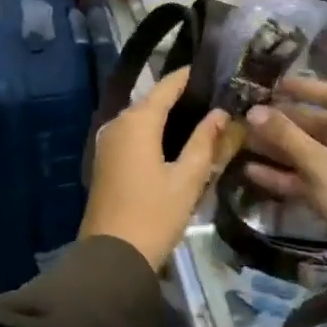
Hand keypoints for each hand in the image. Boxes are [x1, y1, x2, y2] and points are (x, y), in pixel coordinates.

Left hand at [81, 67, 229, 270]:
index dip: (189, 76)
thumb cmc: (154, 214)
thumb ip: (204, 142)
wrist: (112, 256)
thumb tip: (220, 113)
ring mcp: (108, 142)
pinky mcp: (106, 160)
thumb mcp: (187, 178)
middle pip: (153, 101)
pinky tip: (176, 142)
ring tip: (202, 118)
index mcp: (137, 121)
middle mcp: (118, 123)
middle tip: (216, 98)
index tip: (214, 70)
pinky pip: (133, 135)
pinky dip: (154, 133)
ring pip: (142, 119)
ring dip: (168, 117)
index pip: (167, 86)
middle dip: (182, 98)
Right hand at [244, 78, 326, 288]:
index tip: (273, 85)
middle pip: (321, 128)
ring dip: (280, 151)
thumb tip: (254, 111)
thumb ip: (288, 138)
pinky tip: (253, 174)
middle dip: (284, 125)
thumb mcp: (324, 168)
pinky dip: (286, 176)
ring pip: (312, 155)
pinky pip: (310, 180)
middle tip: (250, 117)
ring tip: (244, 143)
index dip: (305, 90)